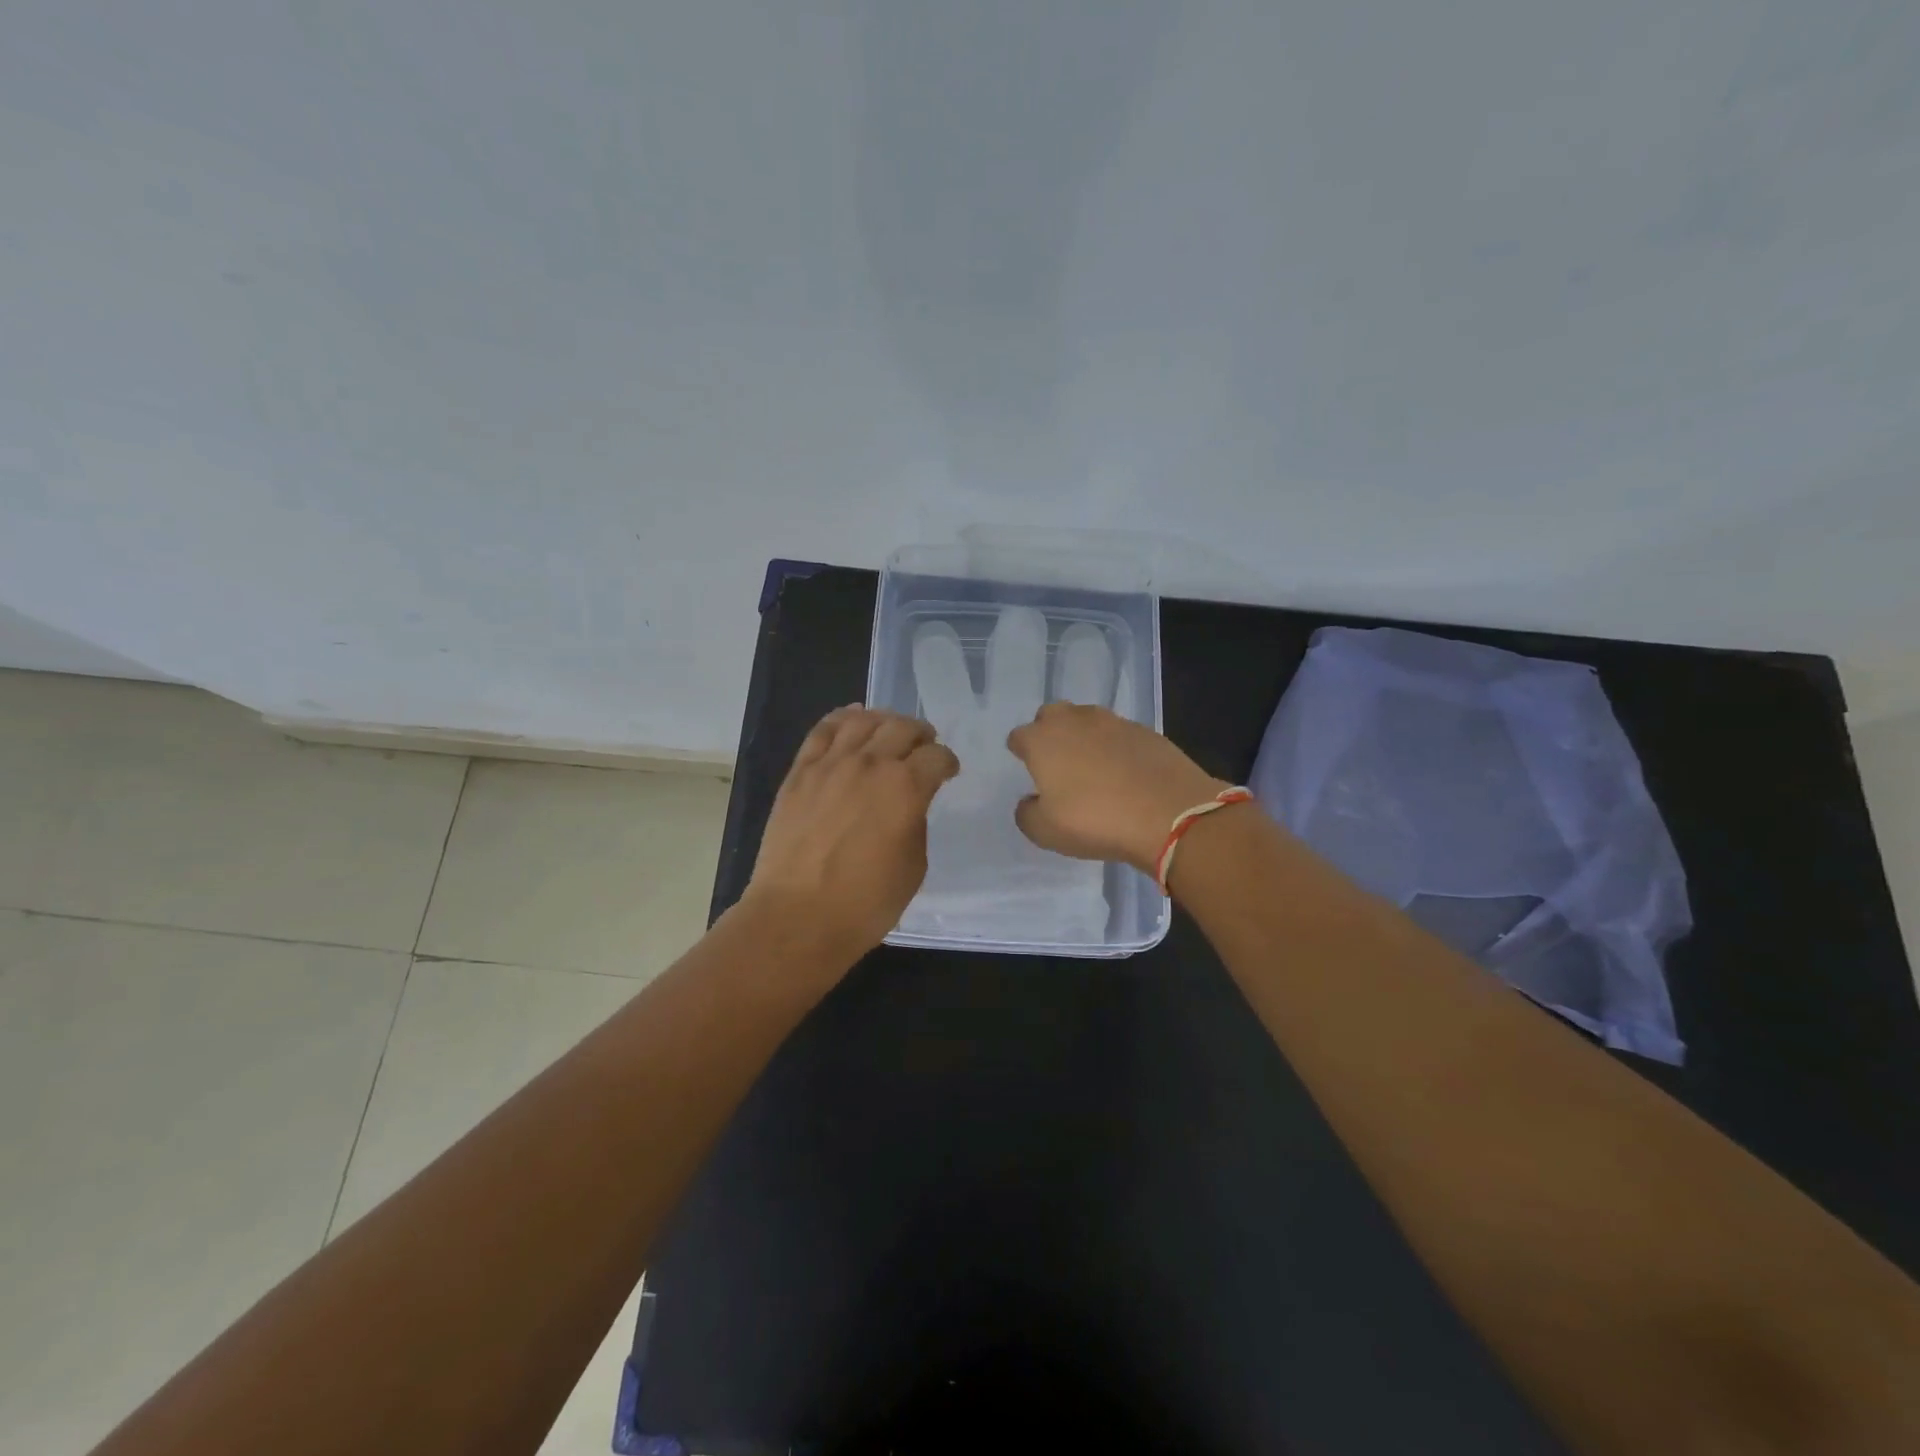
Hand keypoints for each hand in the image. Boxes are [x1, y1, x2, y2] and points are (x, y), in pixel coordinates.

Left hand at [744, 705, 959, 958]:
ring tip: (889, 731)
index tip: (948, 772)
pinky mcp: (800, 772)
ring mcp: (830, 764)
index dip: (947, 762)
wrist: (797, 917)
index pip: (936, 756)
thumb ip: (915, 823)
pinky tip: (852, 718)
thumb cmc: (865, 903)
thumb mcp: (914, 866)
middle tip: (923, 747)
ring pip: (863, 720)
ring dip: (884, 720)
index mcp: (906, 788)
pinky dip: (842, 717)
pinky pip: (822, 730)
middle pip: (902, 728)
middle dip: (921, 735)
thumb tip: (906, 805)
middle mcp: (870, 764)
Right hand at [1006, 703, 1227, 872]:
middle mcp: (1074, 721)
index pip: (1019, 736)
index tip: (1026, 768)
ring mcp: (1113, 722)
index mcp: (1043, 740)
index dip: (1020, 751)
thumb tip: (1030, 801)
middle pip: (1052, 715)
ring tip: (1091, 767)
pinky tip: (1124, 772)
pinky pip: (1119, 734)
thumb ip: (1027, 813)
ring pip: (1087, 720)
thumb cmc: (1096, 821)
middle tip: (1057, 763)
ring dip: (1083, 737)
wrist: (1170, 813)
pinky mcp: (1146, 731)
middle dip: (1050, 733)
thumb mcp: (1046, 832)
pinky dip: (1115, 748)